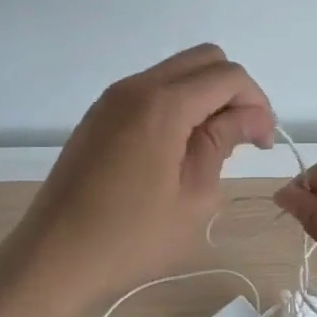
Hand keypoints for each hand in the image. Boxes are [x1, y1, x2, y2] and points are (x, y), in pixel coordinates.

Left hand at [5, 44, 275, 302]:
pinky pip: (150, 90)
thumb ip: (222, 142)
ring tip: (211, 147)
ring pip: (175, 72)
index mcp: (162, 103)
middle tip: (242, 138)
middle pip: (203, 60)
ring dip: (204, 96)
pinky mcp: (98, 115)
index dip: (256, 103)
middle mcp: (135, 86)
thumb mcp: (194, 196)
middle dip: (233, 91)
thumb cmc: (131, 237)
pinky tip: (177, 149)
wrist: (54, 257)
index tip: (262, 143)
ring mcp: (112, 98)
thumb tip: (249, 116)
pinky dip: (176, 104)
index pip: (228, 76)